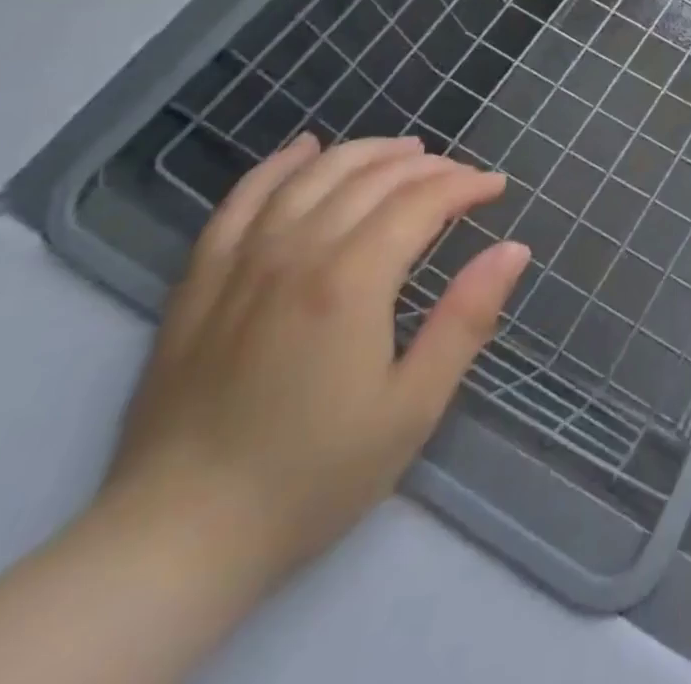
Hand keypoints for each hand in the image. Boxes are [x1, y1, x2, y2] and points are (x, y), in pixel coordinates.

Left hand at [96, 133, 528, 592]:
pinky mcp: (200, 279)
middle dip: (428, 166)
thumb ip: (466, 318)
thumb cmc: (313, 476)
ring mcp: (241, 261)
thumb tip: (514, 249)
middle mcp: (296, 251)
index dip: (465, 185)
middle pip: (372, 178)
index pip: (421, 201)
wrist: (176, 541)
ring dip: (367, 152)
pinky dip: (279, 165)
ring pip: (313, 175)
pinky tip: (305, 150)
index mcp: (351, 280)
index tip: (496, 188)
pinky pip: (242, 199)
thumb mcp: (413, 406)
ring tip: (406, 151)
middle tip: (462, 177)